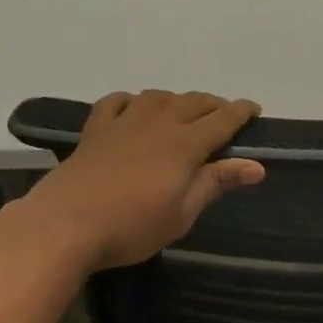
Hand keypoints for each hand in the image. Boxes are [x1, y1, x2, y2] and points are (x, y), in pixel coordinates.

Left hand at [7, 90, 264, 273]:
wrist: (65, 225)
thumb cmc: (132, 226)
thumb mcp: (182, 213)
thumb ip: (216, 183)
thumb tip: (256, 166)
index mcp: (185, 144)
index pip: (222, 119)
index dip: (241, 112)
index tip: (255, 109)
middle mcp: (159, 123)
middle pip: (193, 102)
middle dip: (214, 104)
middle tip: (224, 114)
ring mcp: (124, 123)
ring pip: (158, 97)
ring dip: (176, 100)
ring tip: (182, 111)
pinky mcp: (96, 130)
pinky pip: (116, 102)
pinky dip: (130, 101)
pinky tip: (132, 109)